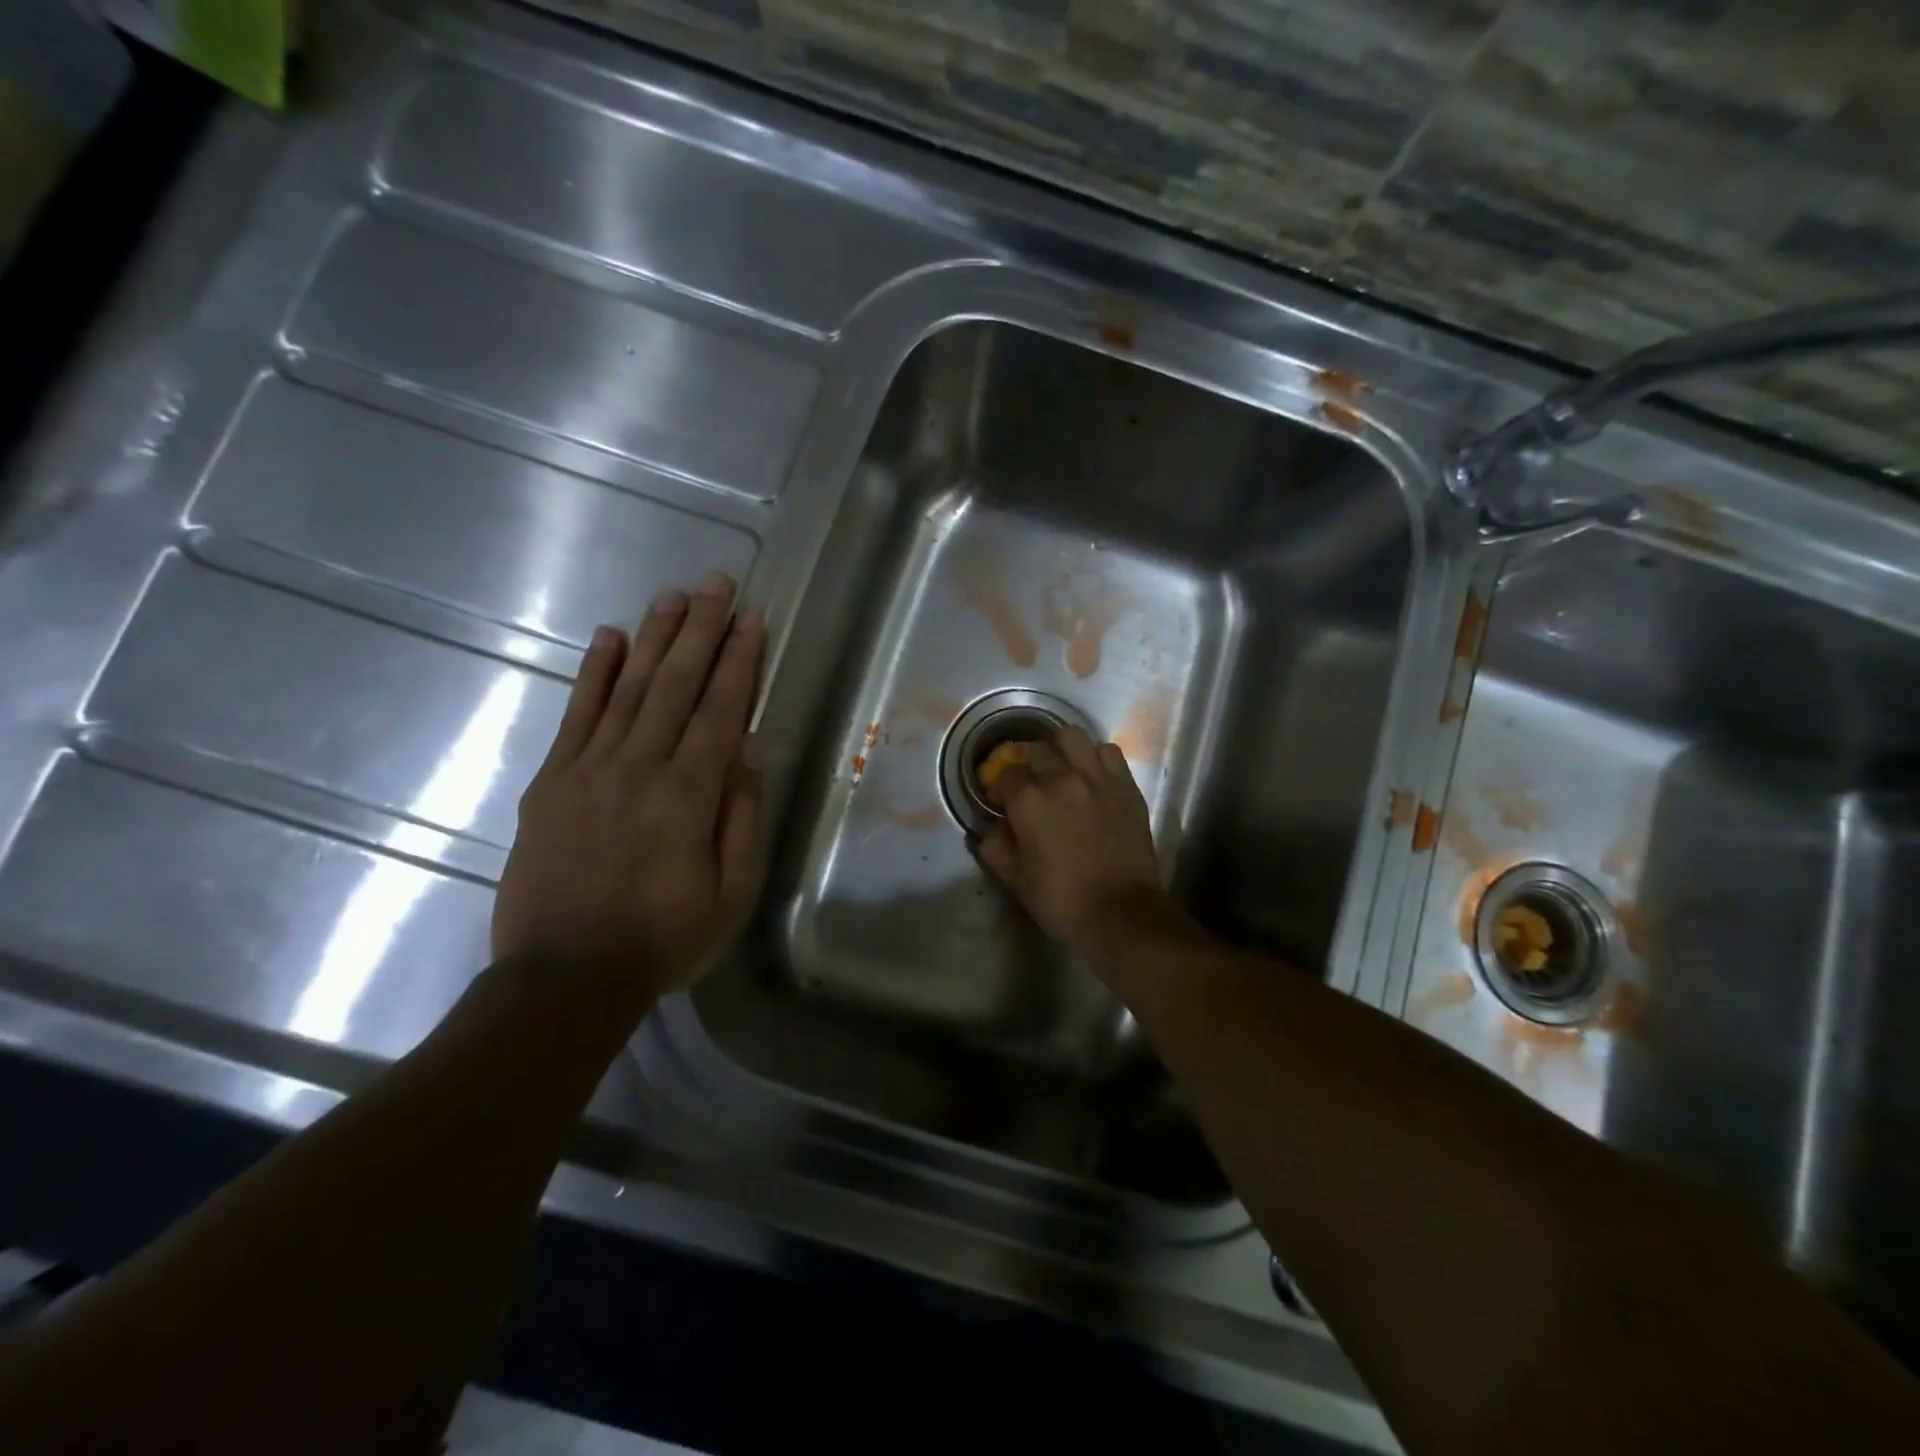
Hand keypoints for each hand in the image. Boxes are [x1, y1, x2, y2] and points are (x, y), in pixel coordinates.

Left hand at [492, 573, 764, 1005]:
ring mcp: (588, 769)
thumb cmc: (664, 939)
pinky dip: (593, 673)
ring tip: (673, 595)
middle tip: (716, 583)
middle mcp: (639, 767)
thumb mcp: (731, 892)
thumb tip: (748, 752)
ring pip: (628, 688)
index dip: (739, 661)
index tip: (751, 619)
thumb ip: (741, 817)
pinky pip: (575, 716)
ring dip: (654, 638)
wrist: (563, 977)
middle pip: (675, 684)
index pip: (721, 711)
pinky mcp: (550, 782)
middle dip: (701, 630)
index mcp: (688, 795)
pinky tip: (609, 637)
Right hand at [975, 726, 1167, 952]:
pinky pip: (1109, 752)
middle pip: (1036, 750)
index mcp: (1029, 800)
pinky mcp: (1126, 785)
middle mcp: (1061, 778)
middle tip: (1031, 786)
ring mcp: (1098, 778)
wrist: (1121, 913)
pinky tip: (1093, 776)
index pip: (1006, 774)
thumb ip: (995, 848)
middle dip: (1027, 766)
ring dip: (1061, 750)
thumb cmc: (1061, 900)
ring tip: (1061, 769)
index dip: (1000, 788)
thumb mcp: (1015, 880)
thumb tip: (991, 830)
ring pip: (1072, 737)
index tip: (1002, 804)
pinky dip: (1096, 758)